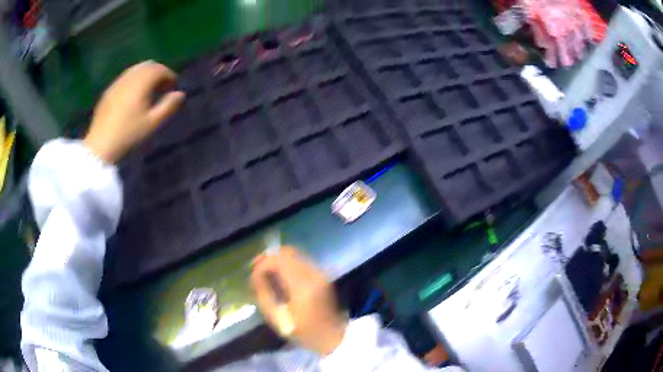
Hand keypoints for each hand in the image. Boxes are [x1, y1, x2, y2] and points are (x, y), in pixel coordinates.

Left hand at [83, 61, 184, 162]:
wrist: (101, 145)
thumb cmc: (129, 135)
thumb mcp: (152, 123)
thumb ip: (168, 106)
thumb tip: (180, 94)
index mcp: (141, 82)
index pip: (160, 69)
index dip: (170, 76)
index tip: (173, 88)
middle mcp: (130, 77)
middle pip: (148, 65)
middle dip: (158, 73)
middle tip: (162, 88)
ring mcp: (117, 83)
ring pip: (136, 69)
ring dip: (145, 75)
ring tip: (148, 91)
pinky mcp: (109, 91)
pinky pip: (125, 77)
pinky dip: (134, 80)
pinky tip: (133, 96)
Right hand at [251, 247, 347, 355]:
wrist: (332, 336)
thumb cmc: (302, 331)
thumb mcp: (276, 318)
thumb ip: (263, 293)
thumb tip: (255, 275)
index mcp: (302, 285)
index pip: (277, 260)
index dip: (262, 264)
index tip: (253, 276)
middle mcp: (313, 273)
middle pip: (287, 252)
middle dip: (269, 258)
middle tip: (256, 270)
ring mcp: (320, 273)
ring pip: (294, 255)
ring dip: (278, 260)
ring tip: (267, 274)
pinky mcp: (322, 275)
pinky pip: (301, 261)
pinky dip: (288, 264)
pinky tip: (281, 277)